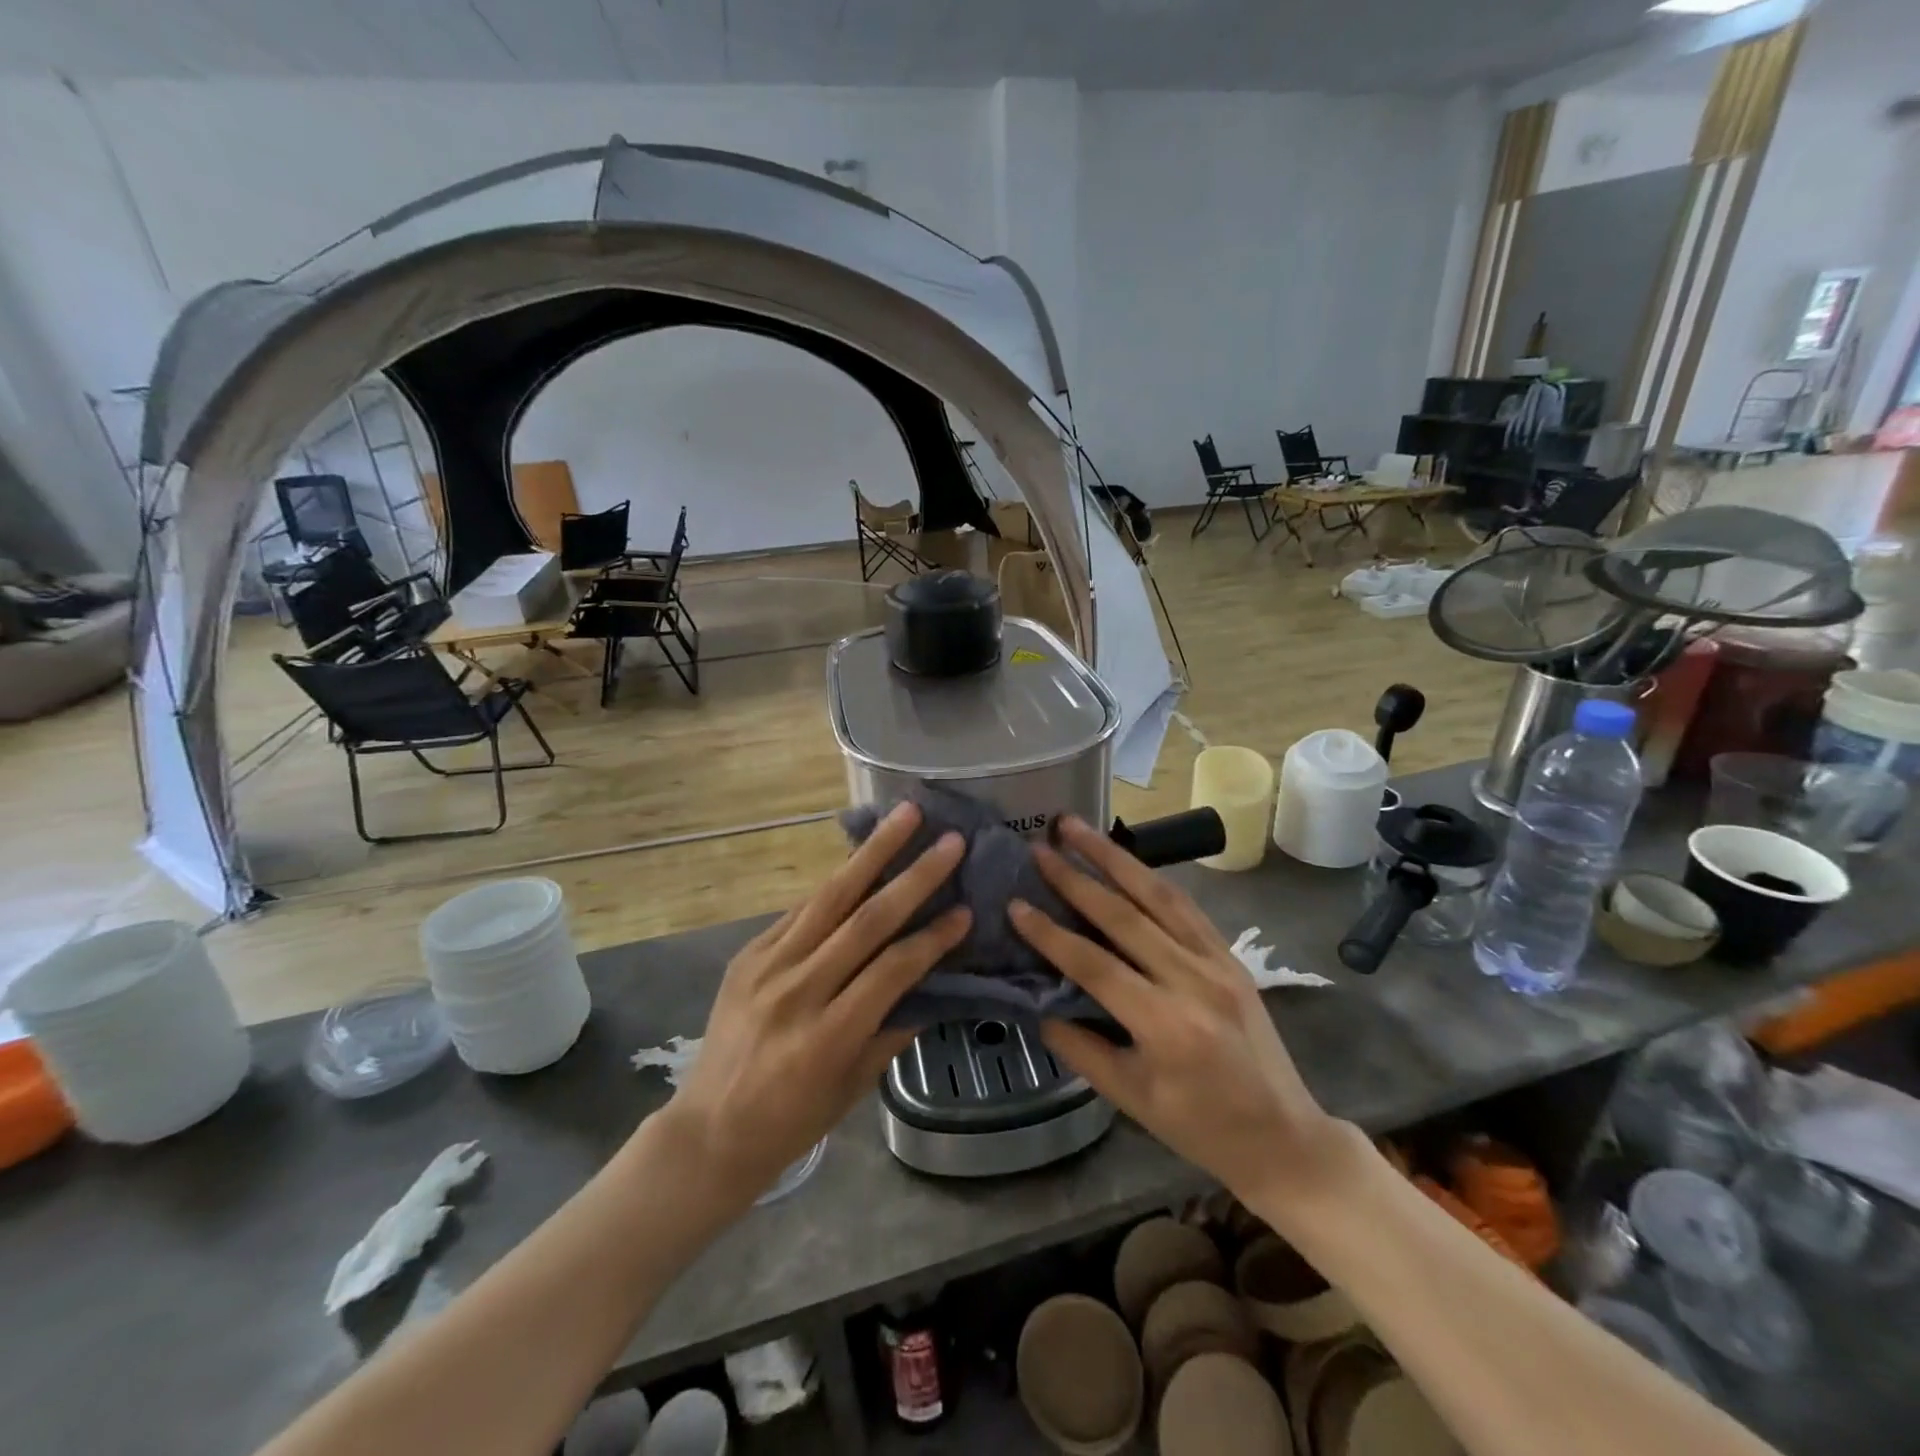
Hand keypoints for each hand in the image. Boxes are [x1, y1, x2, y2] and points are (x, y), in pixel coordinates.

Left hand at [664, 801, 968, 1207]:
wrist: (707, 1132)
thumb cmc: (791, 1122)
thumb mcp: (852, 1087)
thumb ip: (893, 1030)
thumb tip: (933, 983)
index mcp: (827, 1036)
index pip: (891, 970)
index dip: (932, 938)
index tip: (965, 910)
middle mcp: (797, 991)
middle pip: (864, 920)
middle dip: (912, 876)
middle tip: (949, 840)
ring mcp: (766, 966)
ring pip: (829, 897)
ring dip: (871, 853)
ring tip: (903, 816)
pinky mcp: (747, 954)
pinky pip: (800, 910)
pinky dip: (836, 884)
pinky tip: (860, 858)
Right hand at [1009, 816, 1354, 1209]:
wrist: (1284, 1137)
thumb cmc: (1200, 1128)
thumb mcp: (1130, 1098)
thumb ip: (1079, 1046)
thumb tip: (1036, 1002)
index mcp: (1165, 1025)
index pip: (1094, 965)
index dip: (1050, 933)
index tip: (1016, 903)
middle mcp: (1193, 980)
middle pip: (1124, 915)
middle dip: (1076, 877)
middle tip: (1040, 846)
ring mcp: (1217, 961)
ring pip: (1158, 894)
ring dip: (1114, 857)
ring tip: (1077, 828)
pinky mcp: (1230, 955)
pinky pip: (1185, 906)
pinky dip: (1150, 878)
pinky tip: (1124, 859)